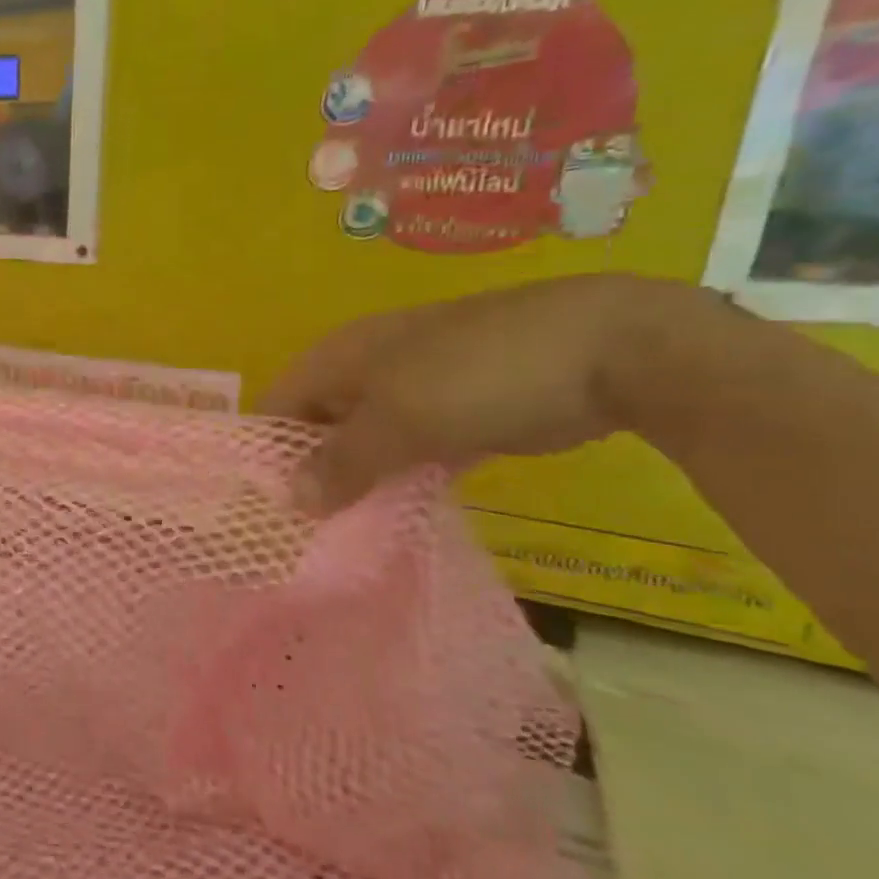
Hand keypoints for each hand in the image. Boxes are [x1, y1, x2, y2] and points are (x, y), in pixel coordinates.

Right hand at [257, 275, 689, 513]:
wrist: (613, 349)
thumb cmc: (481, 375)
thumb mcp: (399, 420)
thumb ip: (341, 462)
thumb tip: (291, 500)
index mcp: (341, 354)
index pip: (278, 403)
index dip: (266, 451)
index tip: (266, 506)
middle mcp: (368, 366)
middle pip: (318, 423)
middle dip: (310, 471)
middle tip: (305, 528)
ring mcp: (416, 386)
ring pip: (365, 439)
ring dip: (355, 479)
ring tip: (344, 529)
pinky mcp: (458, 409)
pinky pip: (409, 447)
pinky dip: (400, 476)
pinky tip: (399, 510)